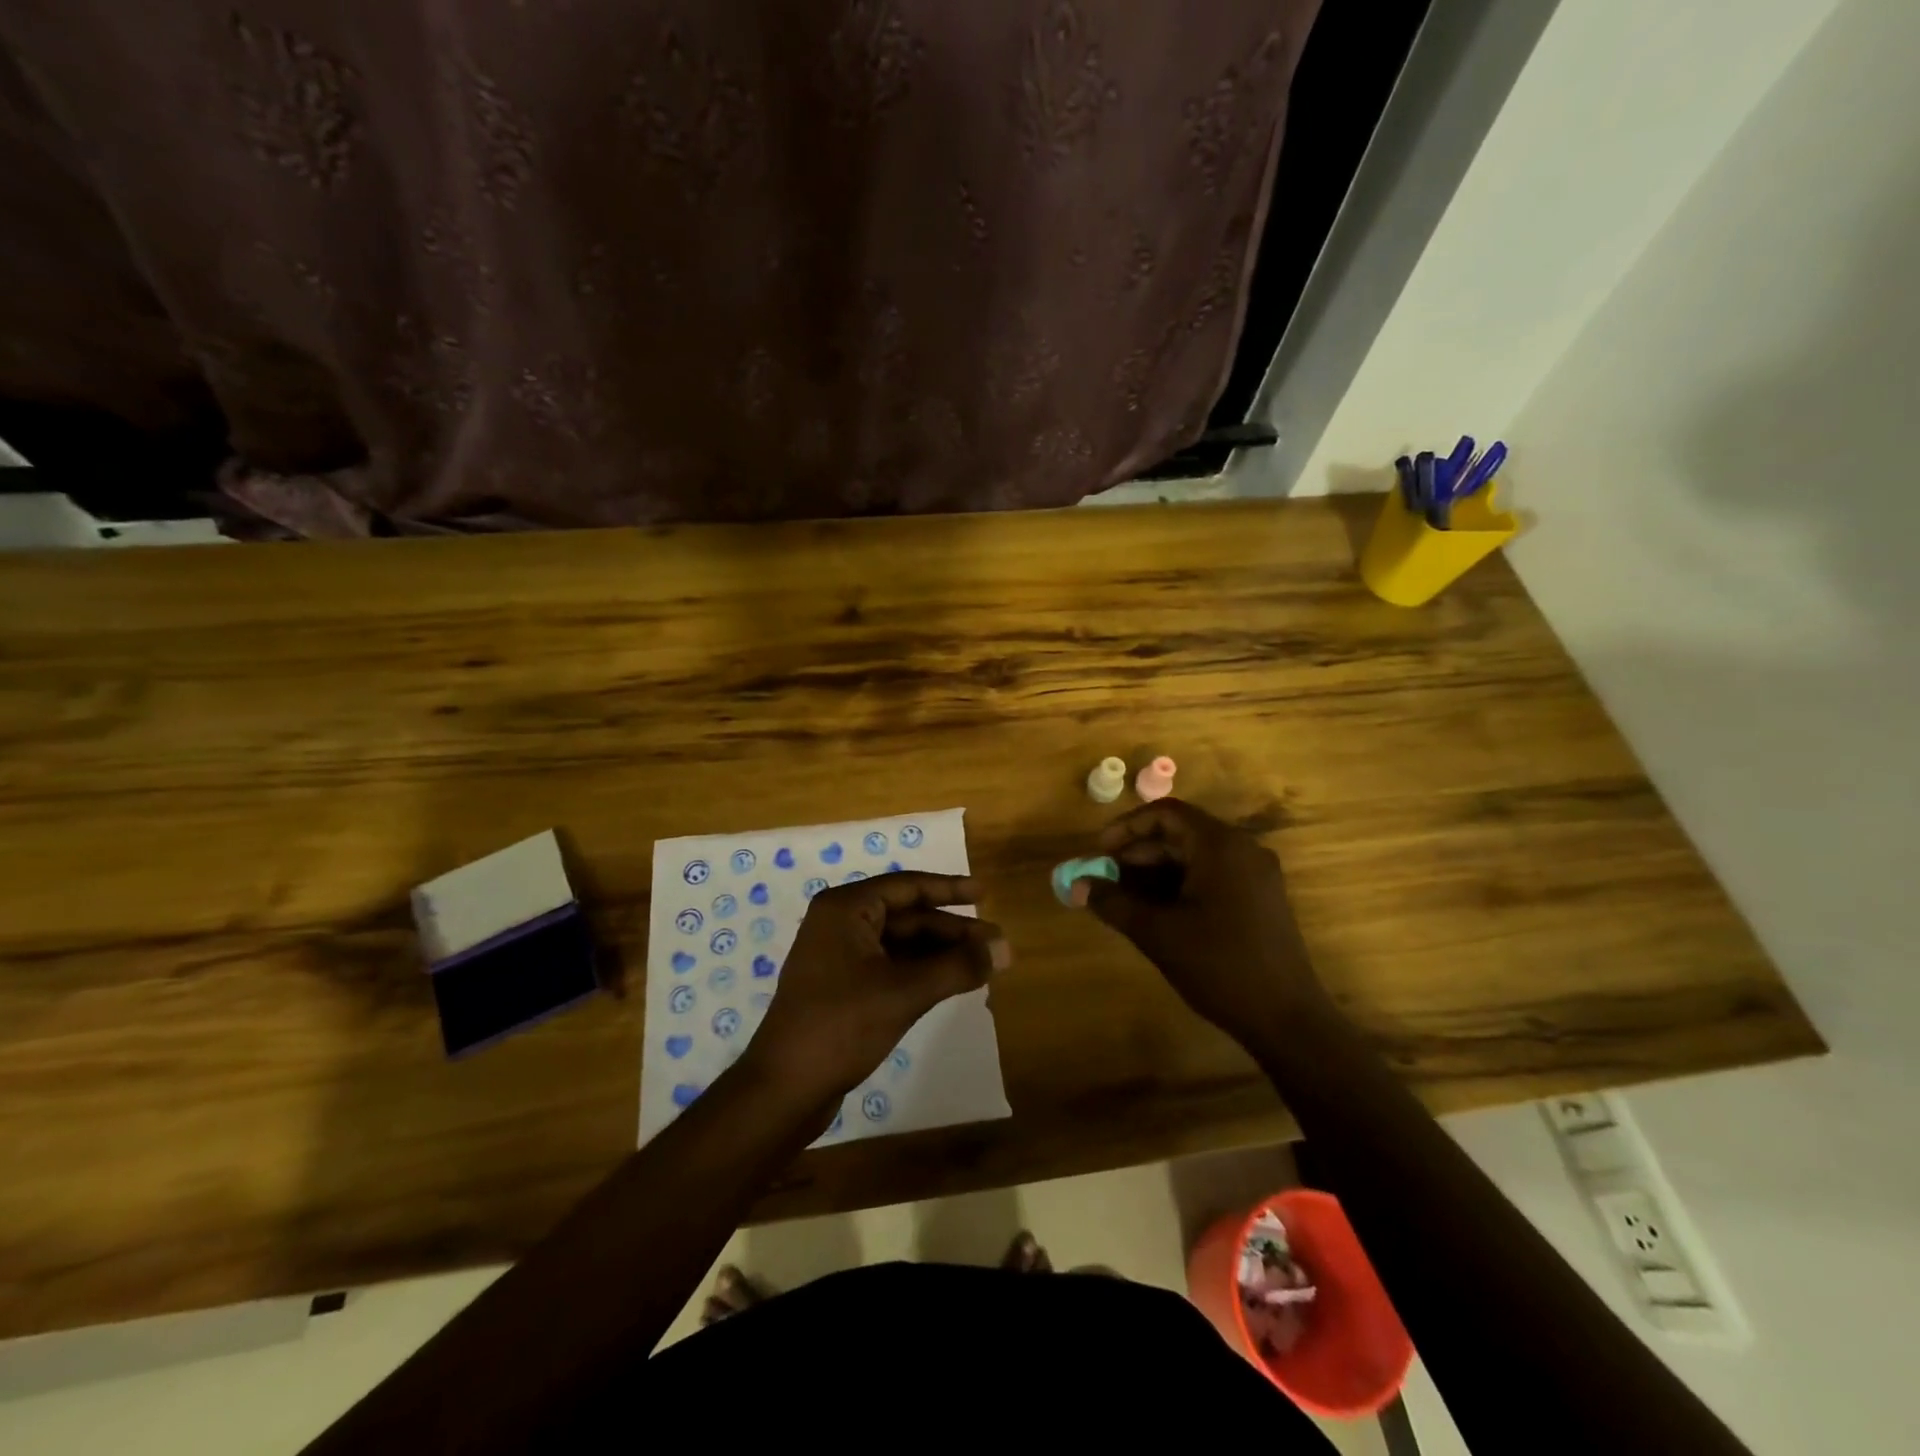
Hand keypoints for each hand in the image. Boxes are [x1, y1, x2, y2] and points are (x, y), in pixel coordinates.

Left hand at [743, 872, 1009, 1114]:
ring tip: (983, 965)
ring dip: (940, 953)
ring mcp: (840, 956)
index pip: (908, 886)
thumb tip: (1006, 949)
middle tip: (996, 944)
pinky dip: (922, 972)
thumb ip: (957, 967)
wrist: (784, 1088)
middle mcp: (840, 923)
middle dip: (952, 930)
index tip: (985, 892)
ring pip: (901, 944)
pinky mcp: (843, 987)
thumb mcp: (905, 992)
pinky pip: (891, 966)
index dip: (950, 888)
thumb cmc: (841, 1025)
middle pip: (907, 916)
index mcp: (846, 908)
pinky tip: (951, 982)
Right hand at [1082, 799, 1325, 1042]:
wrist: (1287, 1019)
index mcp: (1220, 846)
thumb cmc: (1219, 967)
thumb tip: (1076, 885)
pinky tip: (1159, 912)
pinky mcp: (1261, 898)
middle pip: (1181, 833)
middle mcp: (1242, 849)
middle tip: (1107, 879)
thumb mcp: (1158, 933)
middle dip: (1139, 853)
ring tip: (1126, 899)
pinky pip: (1214, 874)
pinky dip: (1182, 884)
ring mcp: (1256, 874)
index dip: (1127, 827)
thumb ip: (1113, 903)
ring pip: (1196, 856)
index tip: (1100, 852)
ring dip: (1158, 871)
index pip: (1166, 813)